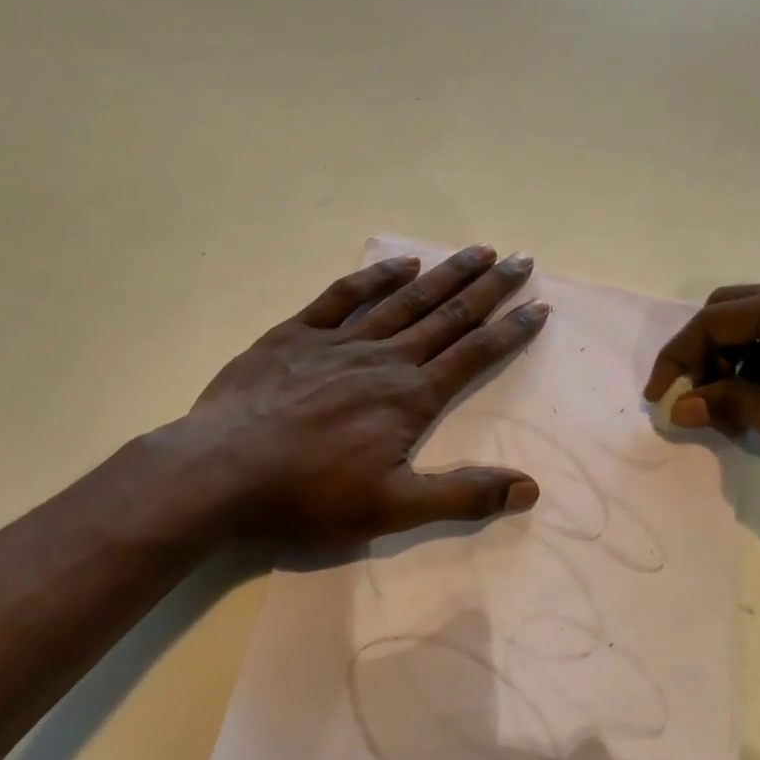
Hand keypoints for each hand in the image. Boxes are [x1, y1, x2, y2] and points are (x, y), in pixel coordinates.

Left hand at [150, 245, 549, 548]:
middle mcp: (385, 358)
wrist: (220, 471)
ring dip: (445, 273)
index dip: (511, 330)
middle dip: (489, 288)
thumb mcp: (394, 508)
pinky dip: (375, 276)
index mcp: (411, 397)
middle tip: (521, 259)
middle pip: (448, 315)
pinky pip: (343, 296)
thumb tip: (530, 488)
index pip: (474, 355)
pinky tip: (400, 262)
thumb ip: (463, 495)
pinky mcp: (297, 334)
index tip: (540, 305)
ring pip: (405, 299)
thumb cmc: (309, 494)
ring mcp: (340, 341)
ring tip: (477, 250)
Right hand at [643, 275, 759, 493]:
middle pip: (732, 311)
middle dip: (703, 353)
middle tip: (693, 395)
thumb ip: (724, 402)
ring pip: (756, 320)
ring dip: (731, 357)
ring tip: (728, 401)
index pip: (715, 321)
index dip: (677, 357)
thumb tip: (679, 406)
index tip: (658, 395)